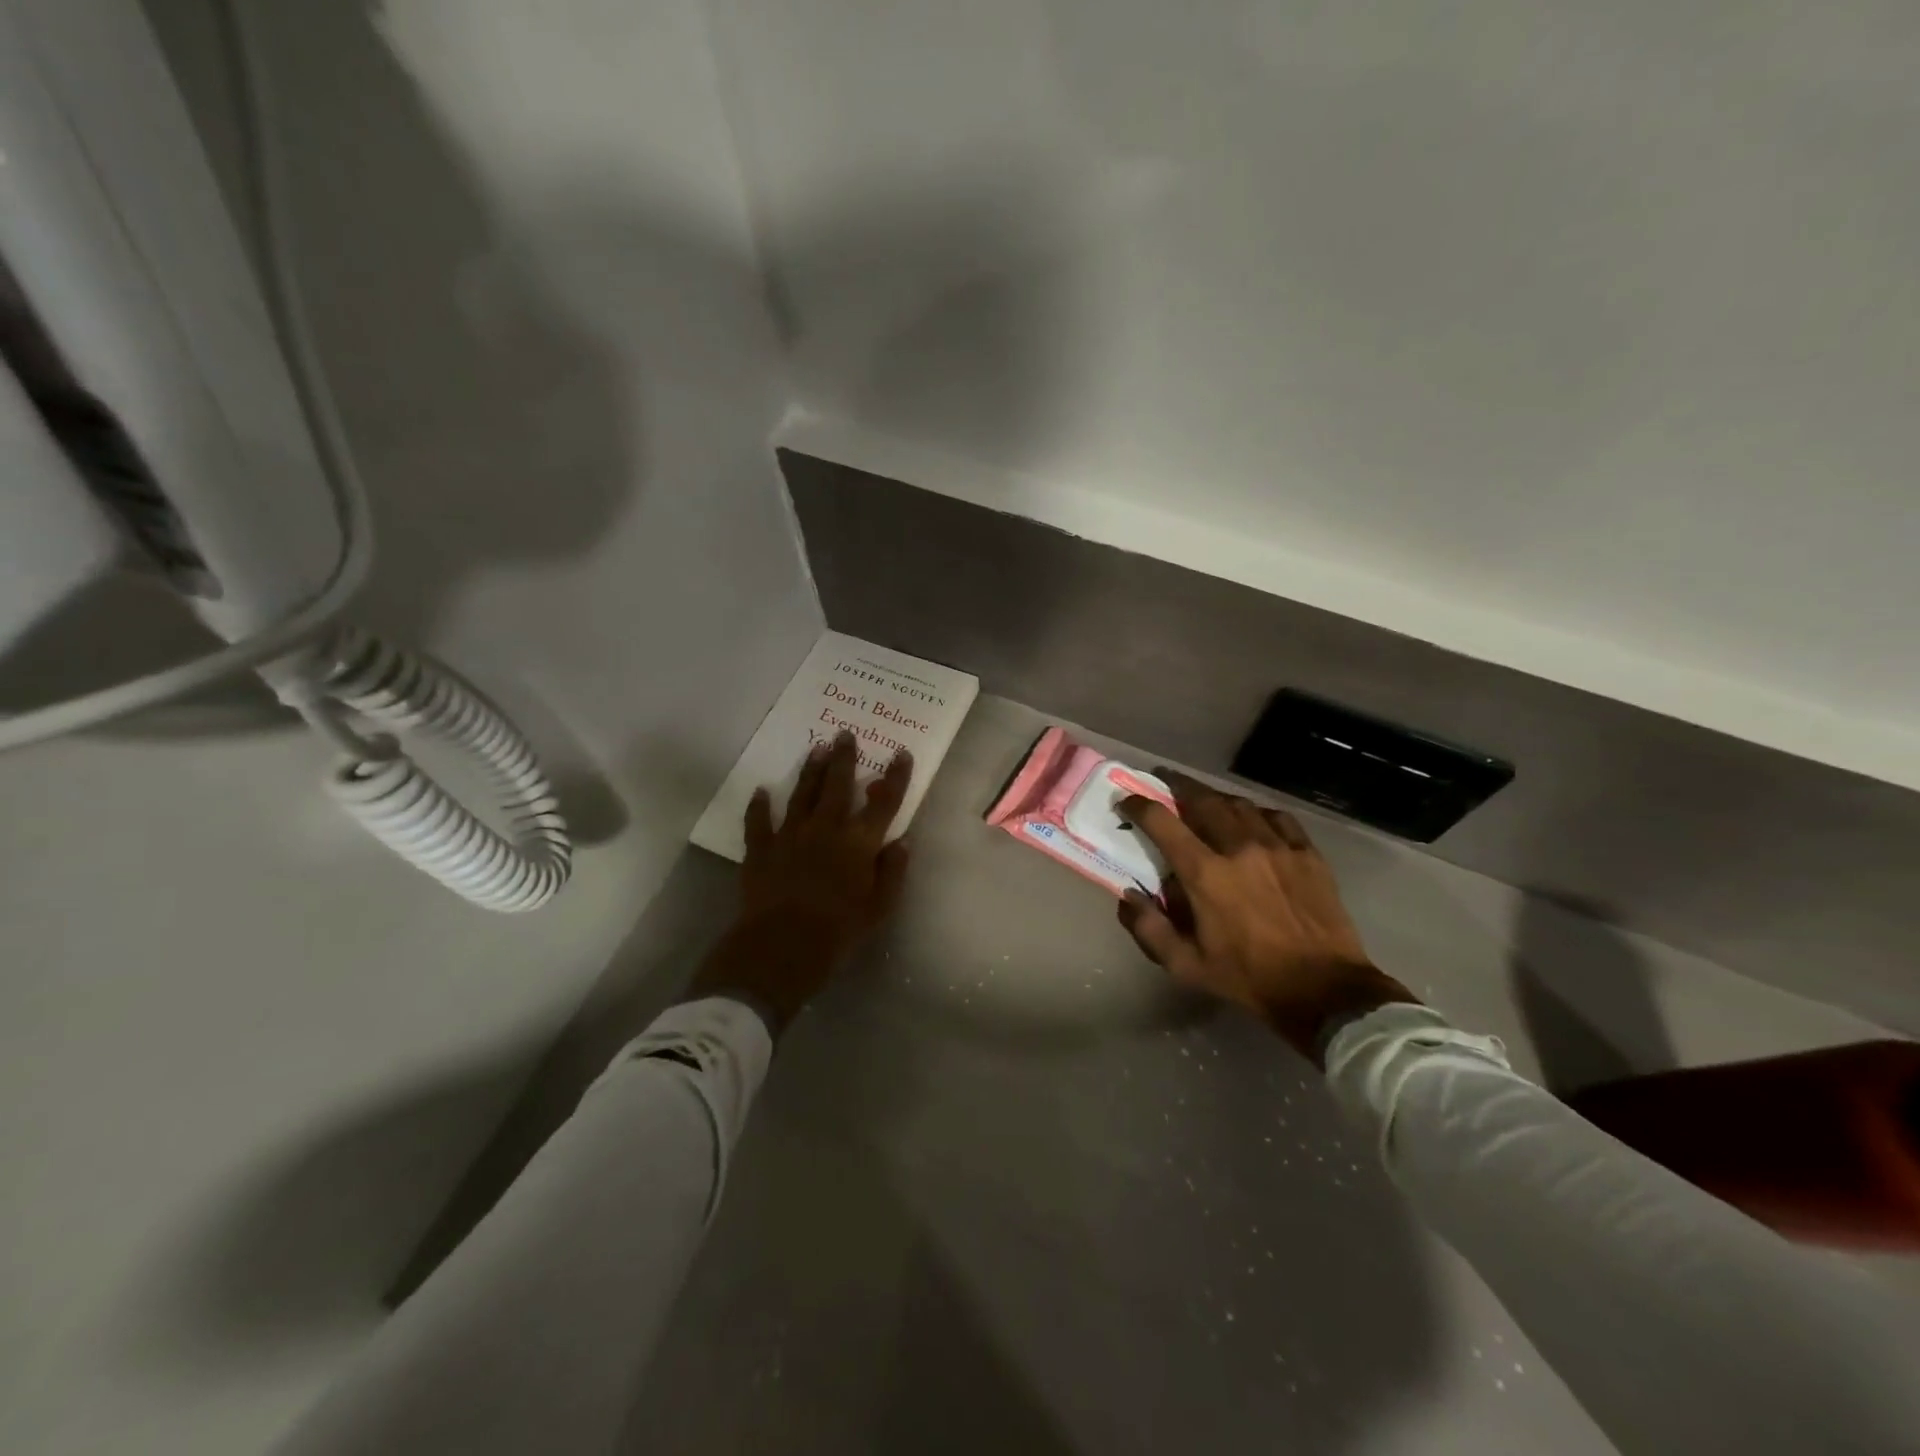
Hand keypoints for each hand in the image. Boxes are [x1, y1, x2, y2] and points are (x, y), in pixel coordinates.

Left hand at [689, 732, 912, 1031]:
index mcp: (859, 842)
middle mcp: (826, 829)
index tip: (900, 754)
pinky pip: (758, 822)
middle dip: (844, 758)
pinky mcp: (761, 849)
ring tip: (816, 748)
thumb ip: (892, 871)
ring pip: (802, 794)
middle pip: (838, 786)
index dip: (894, 777)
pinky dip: (758, 806)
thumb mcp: (880, 907)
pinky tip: (760, 791)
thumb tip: (901, 841)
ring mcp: (790, 835)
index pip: (884, 802)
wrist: (782, 945)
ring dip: (810, 770)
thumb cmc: (839, 930)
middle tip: (845, 734)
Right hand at [1117, 773, 1416, 1062]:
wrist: (1324, 990)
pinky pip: (1276, 817)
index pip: (1162, 822)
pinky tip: (1252, 822)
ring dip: (1215, 799)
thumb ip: (1148, 928)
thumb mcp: (1185, 965)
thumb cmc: (1247, 977)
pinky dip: (1256, 813)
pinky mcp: (1307, 852)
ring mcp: (1277, 846)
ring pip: (1239, 804)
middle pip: (1202, 799)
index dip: (1139, 806)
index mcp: (1205, 873)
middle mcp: (1238, 847)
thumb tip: (1128, 896)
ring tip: (1205, 802)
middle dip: (1177, 787)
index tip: (1127, 802)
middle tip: (1165, 786)